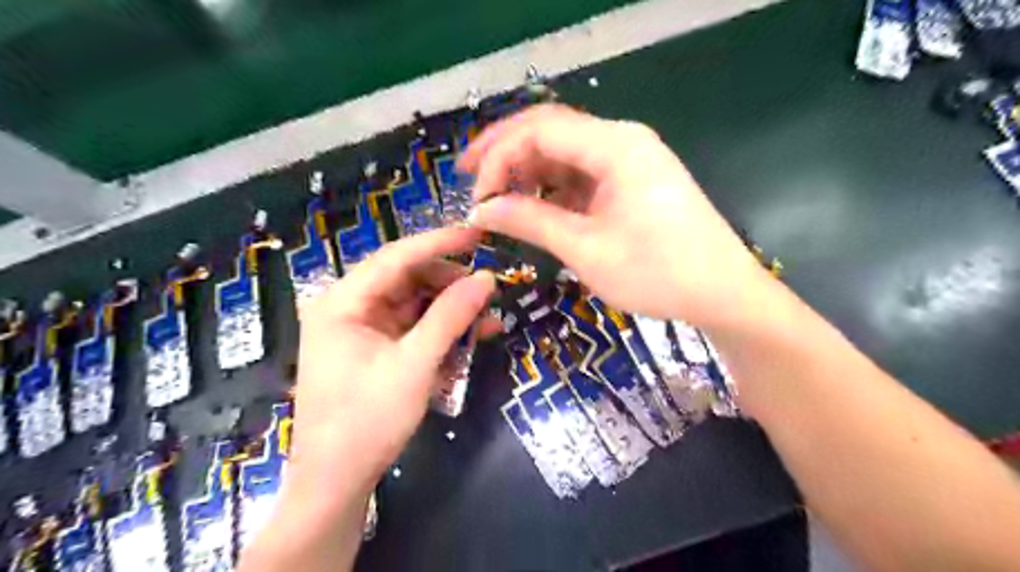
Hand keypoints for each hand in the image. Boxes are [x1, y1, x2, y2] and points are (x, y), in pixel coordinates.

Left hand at [289, 229, 495, 496]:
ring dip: (451, 308)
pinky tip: (474, 333)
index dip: (439, 243)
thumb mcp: (415, 365)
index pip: (395, 257)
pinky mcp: (377, 349)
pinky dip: (442, 329)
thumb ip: (450, 317)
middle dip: (449, 281)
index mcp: (343, 302)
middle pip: (406, 278)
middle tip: (488, 287)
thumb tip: (487, 278)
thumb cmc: (366, 421)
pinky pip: (415, 327)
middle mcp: (349, 308)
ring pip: (415, 303)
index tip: (477, 234)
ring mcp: (364, 329)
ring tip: (488, 313)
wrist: (337, 482)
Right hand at [461, 104, 764, 325]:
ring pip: (565, 154)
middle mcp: (622, 141)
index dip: (498, 157)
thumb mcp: (585, 248)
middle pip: (551, 132)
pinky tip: (536, 210)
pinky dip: (554, 191)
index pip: (539, 130)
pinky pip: (583, 176)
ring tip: (500, 203)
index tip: (476, 198)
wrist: (723, 293)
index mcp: (614, 145)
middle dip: (506, 154)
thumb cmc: (657, 273)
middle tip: (472, 183)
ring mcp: (630, 161)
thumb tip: (482, 210)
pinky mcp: (633, 182)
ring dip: (529, 174)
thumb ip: (530, 221)